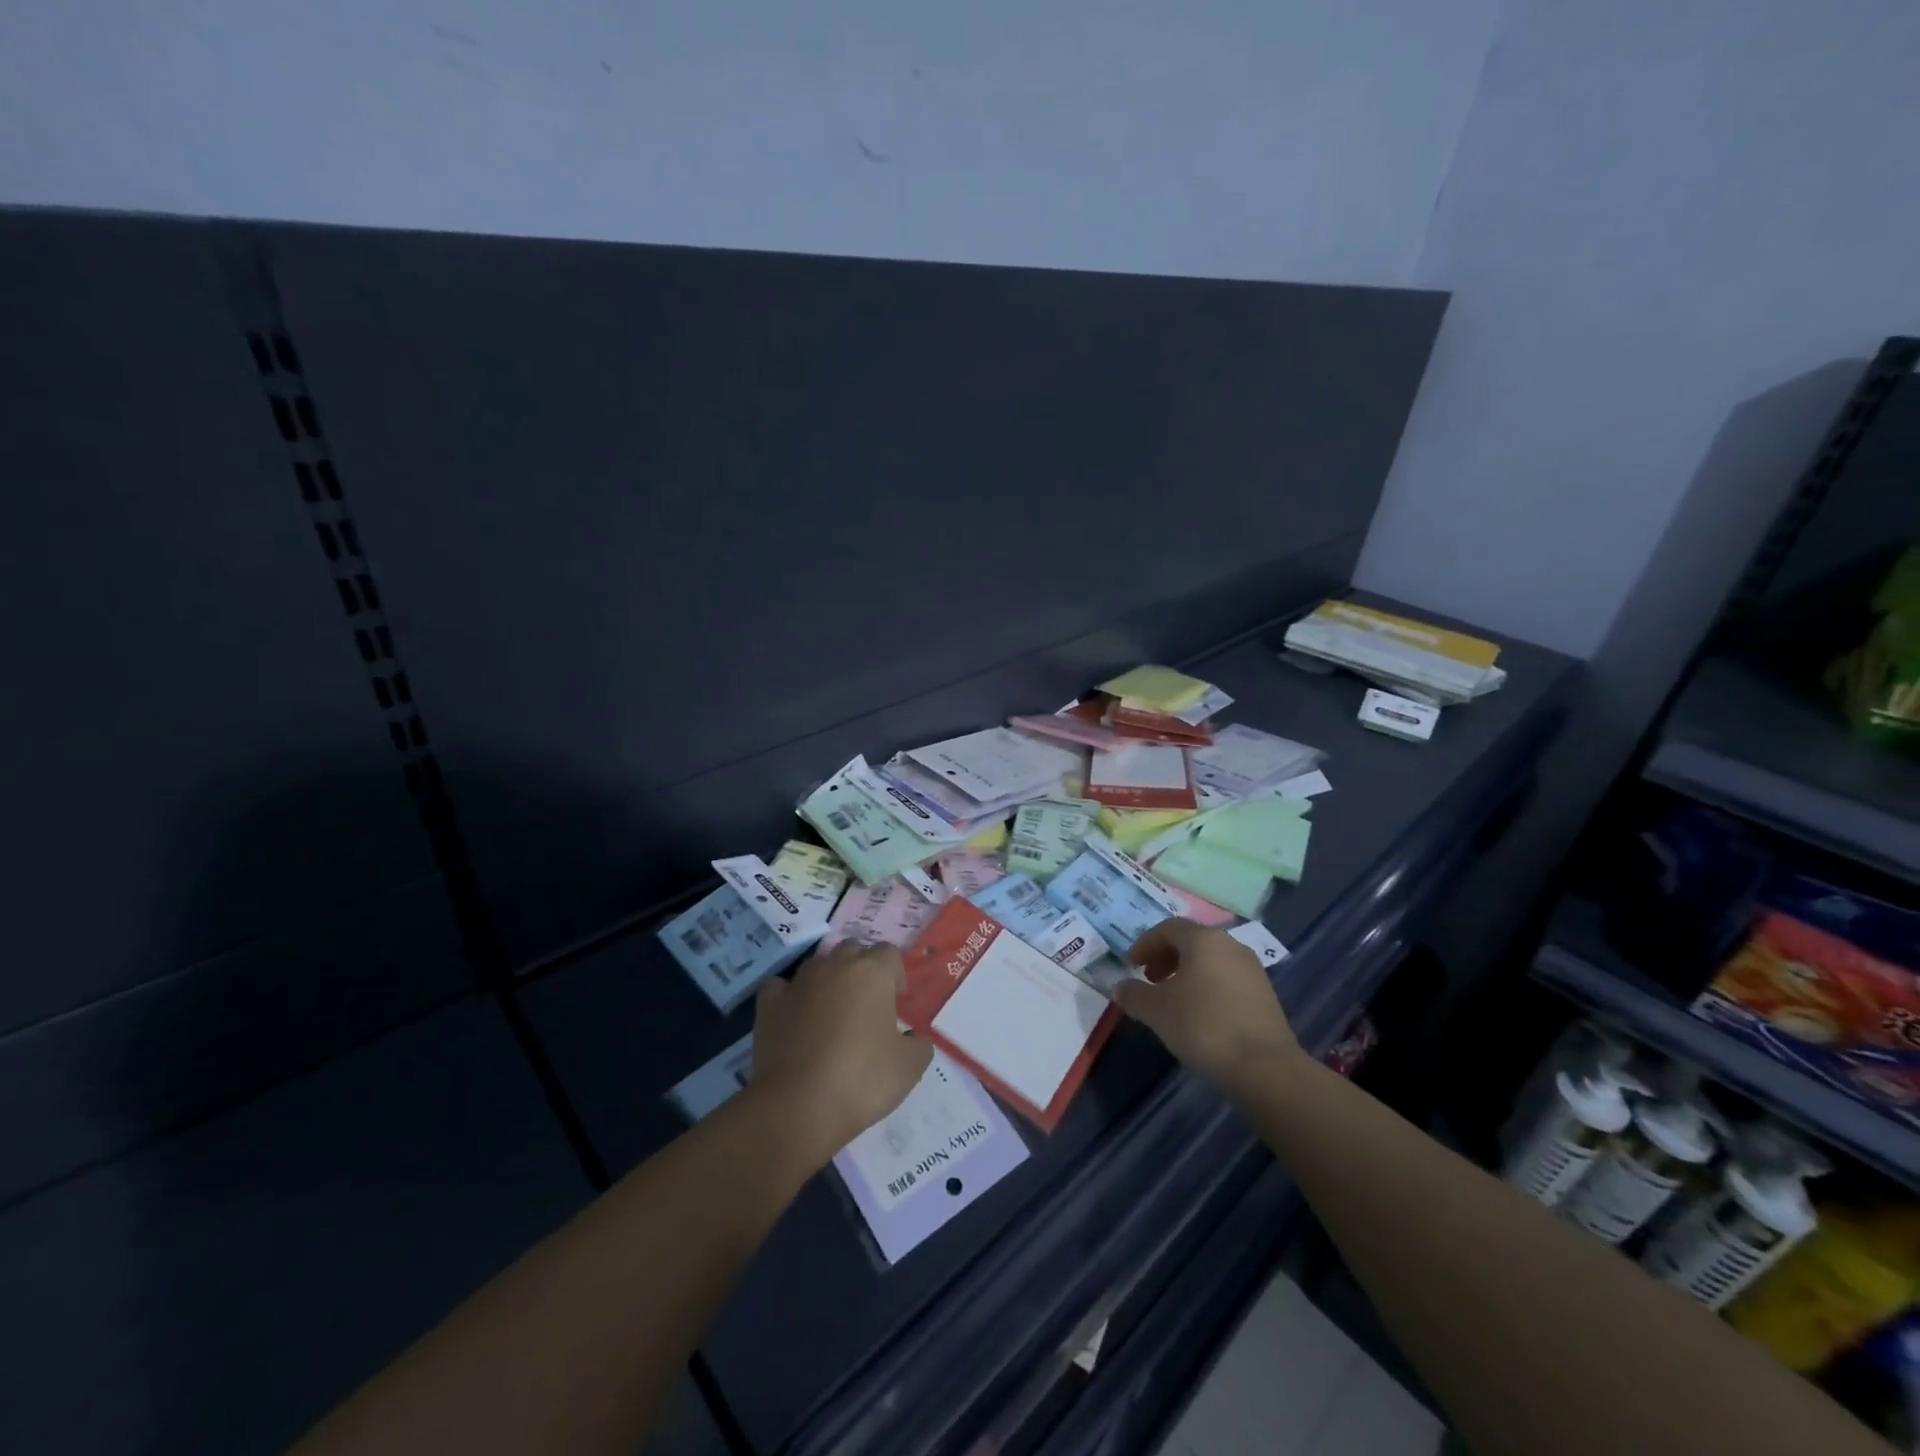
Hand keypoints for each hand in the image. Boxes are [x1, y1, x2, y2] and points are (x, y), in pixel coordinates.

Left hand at [748, 942, 932, 1169]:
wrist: (797, 1107)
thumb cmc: (862, 1080)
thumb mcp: (910, 1067)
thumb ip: (919, 1044)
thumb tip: (911, 1037)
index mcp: (872, 973)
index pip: (889, 953)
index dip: (896, 975)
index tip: (896, 1004)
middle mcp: (835, 966)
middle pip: (853, 951)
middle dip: (862, 971)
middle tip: (867, 1007)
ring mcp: (798, 982)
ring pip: (818, 965)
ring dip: (828, 981)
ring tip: (831, 1015)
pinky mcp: (769, 1004)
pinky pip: (781, 986)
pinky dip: (789, 996)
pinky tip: (795, 1016)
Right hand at [1115, 919, 1300, 1092]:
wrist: (1264, 1067)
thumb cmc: (1202, 1025)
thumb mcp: (1155, 1010)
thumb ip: (1133, 994)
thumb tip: (1120, 987)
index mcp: (1203, 939)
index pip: (1167, 928)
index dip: (1145, 944)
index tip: (1130, 965)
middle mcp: (1230, 945)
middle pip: (1191, 942)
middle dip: (1165, 957)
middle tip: (1149, 980)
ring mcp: (1252, 970)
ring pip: (1210, 961)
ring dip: (1186, 974)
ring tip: (1172, 1001)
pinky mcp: (1265, 995)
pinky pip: (1227, 980)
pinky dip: (1207, 987)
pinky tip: (1199, 1016)